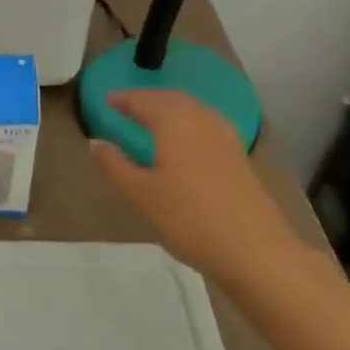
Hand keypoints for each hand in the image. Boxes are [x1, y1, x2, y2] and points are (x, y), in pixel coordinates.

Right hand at [89, 90, 308, 289]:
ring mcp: (226, 138)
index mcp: (174, 123)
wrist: (254, 250)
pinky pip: (207, 124)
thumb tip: (95, 142)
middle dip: (149, 99)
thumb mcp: (140, 194)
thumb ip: (114, 165)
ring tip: (153, 118)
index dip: (125, 99)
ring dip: (171, 108)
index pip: (145, 101)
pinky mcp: (239, 157)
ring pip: (194, 110)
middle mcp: (202, 121)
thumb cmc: (188, 218)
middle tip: (128, 105)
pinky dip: (189, 122)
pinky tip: (185, 140)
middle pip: (172, 99)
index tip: (107, 100)